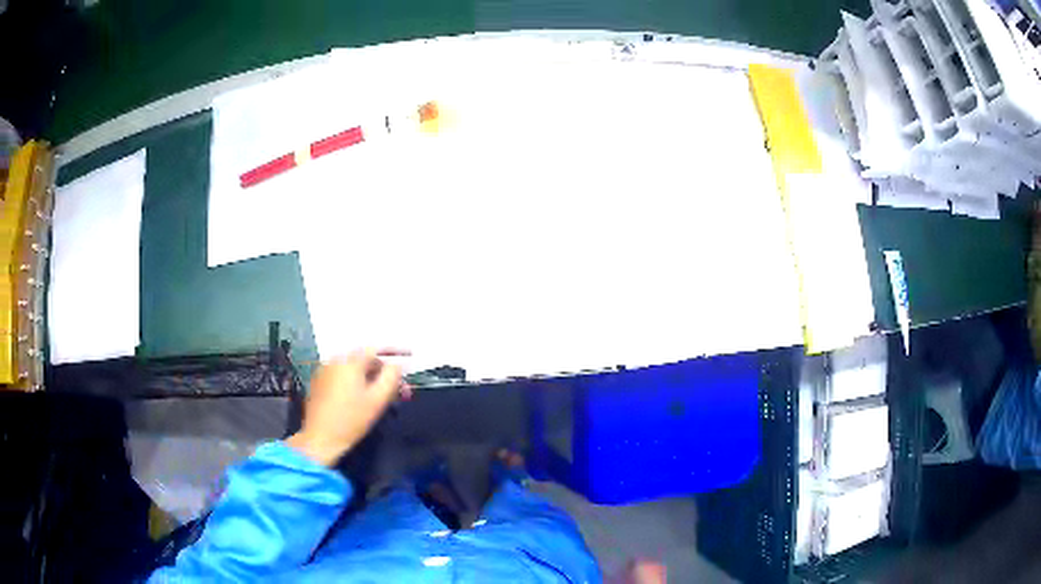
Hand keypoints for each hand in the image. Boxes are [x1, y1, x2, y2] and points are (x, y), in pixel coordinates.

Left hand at [287, 349, 408, 465]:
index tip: (409, 356)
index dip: (394, 351)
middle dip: (383, 370)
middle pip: (364, 358)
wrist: (320, 438)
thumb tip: (397, 364)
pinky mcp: (319, 382)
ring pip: (353, 367)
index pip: (375, 348)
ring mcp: (324, 370)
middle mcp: (335, 360)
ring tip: (381, 395)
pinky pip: (342, 374)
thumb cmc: (352, 420)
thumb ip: (391, 377)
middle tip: (397, 389)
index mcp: (350, 362)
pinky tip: (361, 397)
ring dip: (369, 376)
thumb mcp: (377, 400)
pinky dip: (355, 380)